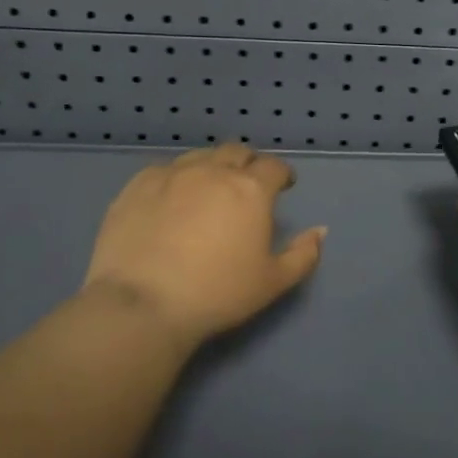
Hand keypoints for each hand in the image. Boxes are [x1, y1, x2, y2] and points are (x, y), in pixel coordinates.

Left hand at [80, 141, 325, 349]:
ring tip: (209, 188)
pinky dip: (176, 178)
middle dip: (248, 164)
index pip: (274, 167)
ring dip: (212, 166)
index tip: (283, 186)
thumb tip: (320, 231)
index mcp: (251, 190)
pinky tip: (171, 198)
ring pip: (200, 156)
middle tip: (247, 185)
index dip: (282, 174)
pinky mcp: (137, 186)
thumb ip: (304, 254)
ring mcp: (172, 175)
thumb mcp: (273, 282)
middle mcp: (213, 171)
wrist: (143, 305)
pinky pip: (164, 170)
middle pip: (237, 152)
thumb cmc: (217, 294)